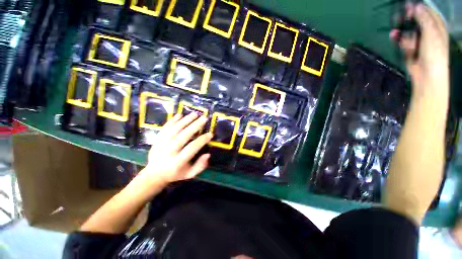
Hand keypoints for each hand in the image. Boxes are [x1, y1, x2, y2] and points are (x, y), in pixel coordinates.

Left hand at [136, 113, 212, 191]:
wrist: (153, 174)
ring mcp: (161, 144)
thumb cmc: (175, 174)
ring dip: (185, 120)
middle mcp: (169, 151)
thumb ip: (200, 166)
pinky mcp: (157, 139)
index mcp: (178, 162)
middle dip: (195, 126)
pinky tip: (179, 114)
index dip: (202, 140)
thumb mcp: (189, 174)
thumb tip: (208, 154)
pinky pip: (165, 128)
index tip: (210, 134)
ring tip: (195, 114)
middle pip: (183, 136)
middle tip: (204, 118)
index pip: (192, 148)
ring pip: (174, 129)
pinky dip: (172, 120)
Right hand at [390, 3, 448, 96]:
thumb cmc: (434, 53)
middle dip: (408, 18)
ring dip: (401, 30)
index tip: (408, 7)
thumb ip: (424, 19)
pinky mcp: (410, 48)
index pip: (427, 12)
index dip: (418, 8)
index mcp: (437, 26)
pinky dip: (398, 39)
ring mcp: (419, 40)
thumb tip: (416, 6)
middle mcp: (428, 31)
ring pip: (408, 30)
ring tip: (394, 31)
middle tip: (400, 16)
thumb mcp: (431, 33)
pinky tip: (394, 37)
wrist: (427, 74)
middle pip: (416, 20)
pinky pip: (403, 40)